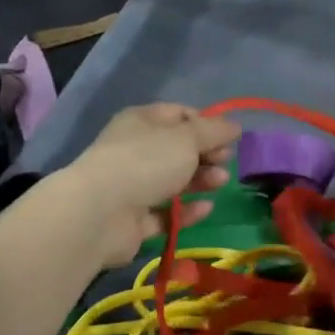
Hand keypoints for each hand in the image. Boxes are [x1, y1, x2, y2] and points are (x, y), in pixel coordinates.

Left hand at [64, 104, 239, 266]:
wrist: (99, 214)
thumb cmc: (146, 162)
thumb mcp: (187, 138)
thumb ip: (214, 131)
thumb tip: (234, 126)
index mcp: (142, 121)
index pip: (179, 114)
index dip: (205, 123)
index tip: (228, 137)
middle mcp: (135, 150)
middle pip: (178, 150)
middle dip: (205, 154)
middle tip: (226, 161)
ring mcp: (131, 186)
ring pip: (173, 181)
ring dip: (200, 180)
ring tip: (220, 183)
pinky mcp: (132, 220)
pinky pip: (165, 213)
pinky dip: (186, 211)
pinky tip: (206, 208)